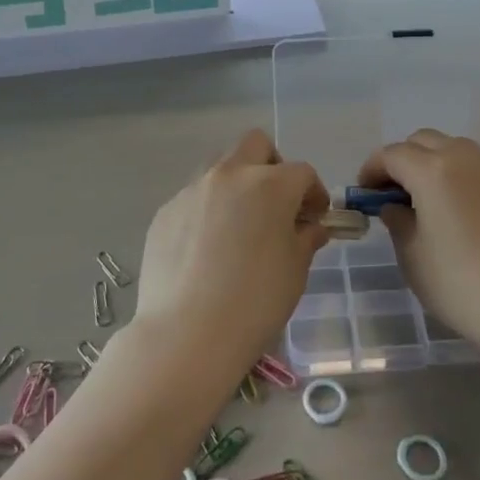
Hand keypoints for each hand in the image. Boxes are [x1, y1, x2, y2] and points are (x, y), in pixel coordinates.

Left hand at [133, 130, 328, 372]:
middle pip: (256, 145)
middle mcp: (230, 175)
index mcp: (270, 185)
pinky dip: (207, 212)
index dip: (314, 193)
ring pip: (220, 167)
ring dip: (236, 184)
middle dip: (272, 165)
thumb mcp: (295, 271)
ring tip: (238, 226)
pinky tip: (206, 250)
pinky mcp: (166, 211)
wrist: (187, 334)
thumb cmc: (255, 302)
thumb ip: (305, 238)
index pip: (302, 173)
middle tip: (275, 203)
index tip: (314, 217)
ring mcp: (193, 190)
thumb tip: (311, 226)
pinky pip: (194, 198)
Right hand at [359, 129, 479, 356]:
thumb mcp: (414, 259)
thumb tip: (395, 206)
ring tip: (426, 200)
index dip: (372, 170)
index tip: (364, 193)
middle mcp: (464, 158)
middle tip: (392, 193)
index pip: (392, 154)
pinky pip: (478, 168)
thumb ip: (398, 223)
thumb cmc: (464, 285)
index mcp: (432, 171)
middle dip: (402, 160)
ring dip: (432, 163)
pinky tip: (459, 210)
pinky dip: (459, 176)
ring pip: (454, 149)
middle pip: (423, 141)